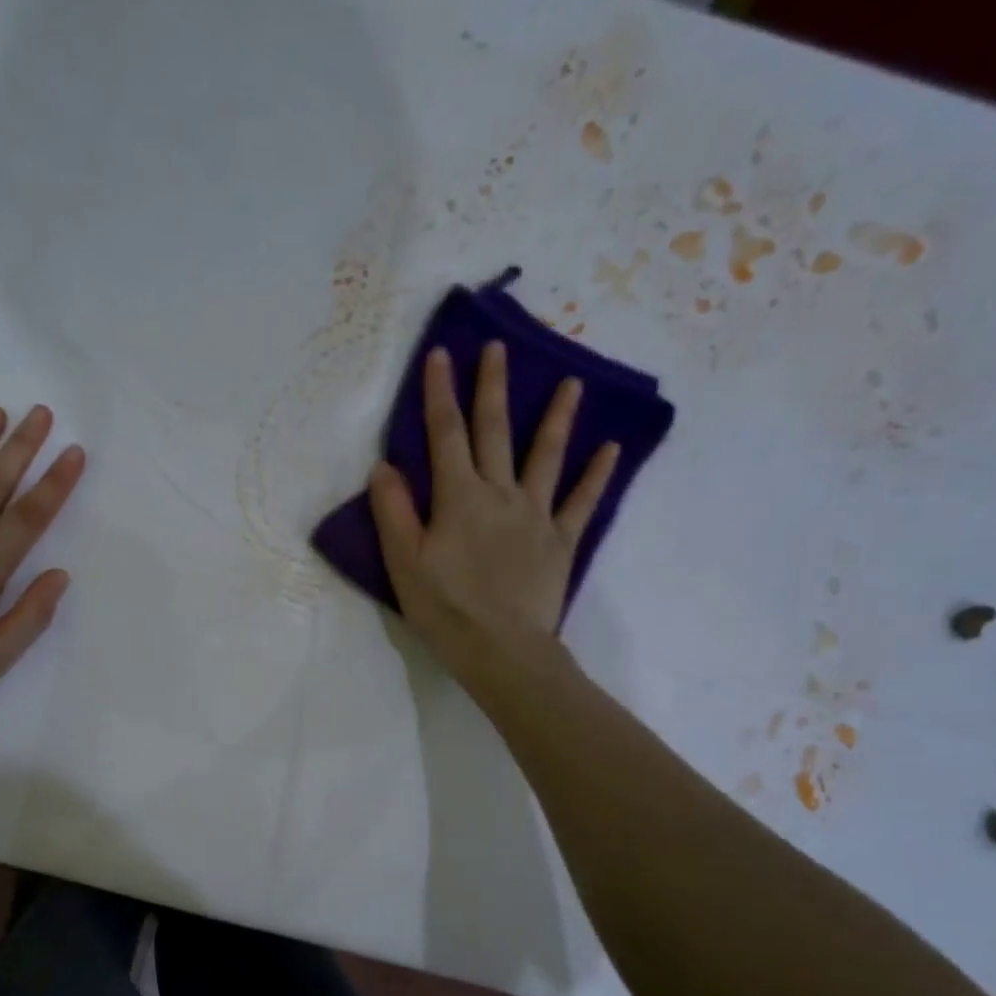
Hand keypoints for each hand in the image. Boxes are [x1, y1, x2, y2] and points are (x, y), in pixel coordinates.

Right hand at [369, 343, 617, 692]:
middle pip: (495, 432)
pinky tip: (610, 449)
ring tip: (572, 382)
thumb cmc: (445, 607)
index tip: (441, 354)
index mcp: (458, 498)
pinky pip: (581, 502)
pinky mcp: (560, 541)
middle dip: (493, 388)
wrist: (501, 648)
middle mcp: (499, 494)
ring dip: (557, 417)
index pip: (444, 435)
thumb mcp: (403, 562)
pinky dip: (596, 475)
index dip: (440, 393)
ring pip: (546, 456)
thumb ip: (393, 512)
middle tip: (499, 347)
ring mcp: (535, 515)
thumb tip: (384, 466)